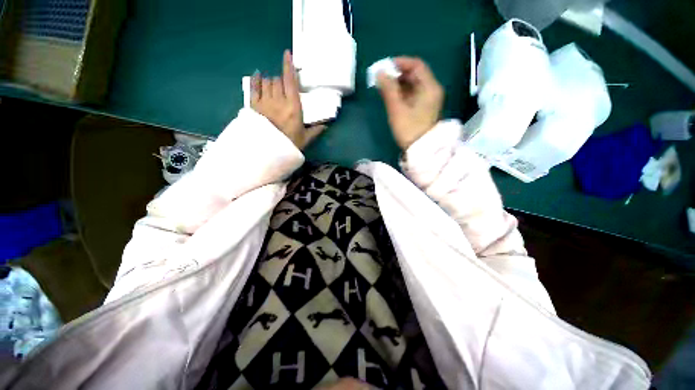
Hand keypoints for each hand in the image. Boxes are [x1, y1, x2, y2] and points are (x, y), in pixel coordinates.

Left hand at [251, 50, 325, 149]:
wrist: (268, 153)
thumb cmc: (289, 145)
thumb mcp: (305, 139)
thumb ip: (315, 130)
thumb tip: (326, 125)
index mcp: (293, 107)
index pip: (290, 81)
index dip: (289, 66)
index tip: (287, 54)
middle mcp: (278, 100)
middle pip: (278, 80)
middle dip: (282, 81)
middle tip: (285, 88)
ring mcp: (264, 101)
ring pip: (267, 82)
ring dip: (271, 82)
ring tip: (274, 88)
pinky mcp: (253, 105)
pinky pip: (253, 87)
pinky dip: (256, 80)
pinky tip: (258, 76)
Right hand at [377, 57, 443, 149]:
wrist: (421, 150)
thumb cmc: (409, 129)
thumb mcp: (397, 109)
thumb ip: (388, 89)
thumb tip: (380, 72)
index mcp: (430, 87)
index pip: (416, 65)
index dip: (400, 63)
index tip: (385, 67)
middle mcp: (432, 90)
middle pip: (415, 74)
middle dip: (397, 74)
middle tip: (382, 78)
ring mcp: (428, 99)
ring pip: (413, 84)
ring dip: (398, 84)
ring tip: (384, 88)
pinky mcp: (423, 107)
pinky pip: (413, 94)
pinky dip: (402, 92)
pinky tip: (391, 96)